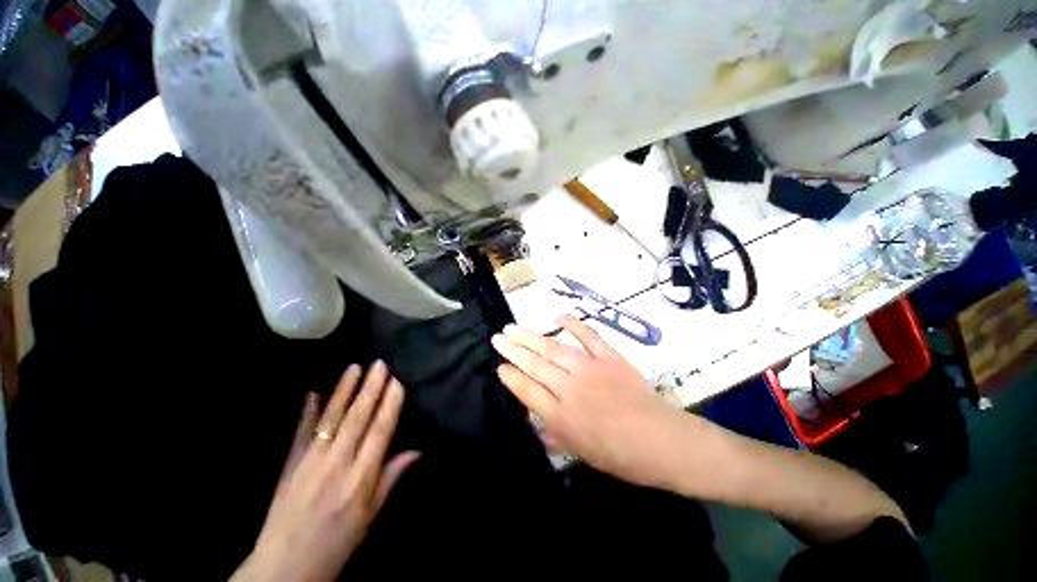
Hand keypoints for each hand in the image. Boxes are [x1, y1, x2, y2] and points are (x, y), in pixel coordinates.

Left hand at [232, 362, 419, 581]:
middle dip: (370, 389)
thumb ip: (391, 478)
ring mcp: (310, 461)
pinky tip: (313, 392)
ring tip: (354, 368)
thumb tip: (417, 451)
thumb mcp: (370, 515)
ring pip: (331, 419)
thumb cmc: (337, 542)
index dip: (390, 405)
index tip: (397, 382)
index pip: (380, 432)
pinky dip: (307, 411)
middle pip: (357, 419)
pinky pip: (300, 433)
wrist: (285, 566)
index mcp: (360, 478)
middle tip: (379, 365)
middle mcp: (337, 463)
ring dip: (343, 391)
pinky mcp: (290, 464)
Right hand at [491, 316, 695, 489]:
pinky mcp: (609, 358)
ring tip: (513, 327)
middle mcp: (569, 389)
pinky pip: (589, 336)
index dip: (511, 377)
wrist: (661, 442)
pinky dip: (574, 324)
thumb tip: (537, 420)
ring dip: (530, 337)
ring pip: (553, 349)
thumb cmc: (620, 455)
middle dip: (512, 350)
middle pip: (534, 365)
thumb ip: (555, 434)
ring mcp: (590, 370)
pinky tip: (558, 316)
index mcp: (561, 416)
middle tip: (497, 338)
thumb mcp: (581, 453)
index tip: (500, 366)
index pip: (527, 390)